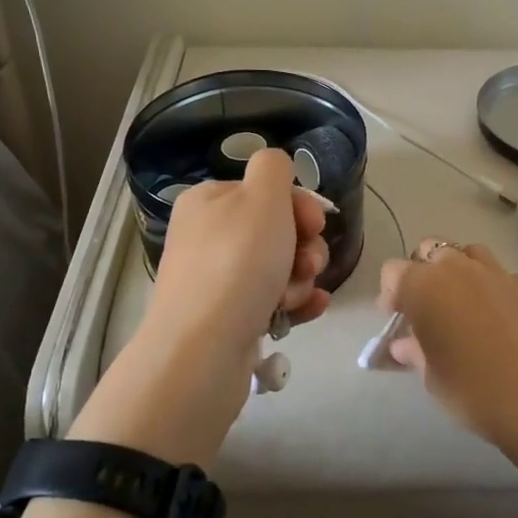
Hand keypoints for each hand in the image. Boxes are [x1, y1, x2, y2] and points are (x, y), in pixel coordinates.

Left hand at [78, 150, 331, 467]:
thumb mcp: (261, 196)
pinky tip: (312, 308)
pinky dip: (296, 303)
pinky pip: (273, 301)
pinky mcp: (228, 319)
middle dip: (304, 246)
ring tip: (294, 295)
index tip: (315, 224)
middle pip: (276, 230)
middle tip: (307, 263)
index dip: (299, 204)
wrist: (203, 350)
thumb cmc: (237, 263)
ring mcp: (216, 281)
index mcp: (208, 202)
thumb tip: (275, 169)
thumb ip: (273, 167)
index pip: (265, 190)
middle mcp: (208, 237)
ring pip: (278, 268)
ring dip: (300, 278)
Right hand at [379, 238, 517, 464]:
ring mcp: (498, 272)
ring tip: (464, 302)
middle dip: (424, 271)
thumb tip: (403, 345)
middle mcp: (459, 268)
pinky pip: (504, 276)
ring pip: (470, 253)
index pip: (394, 271)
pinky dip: (496, 289)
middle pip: (431, 249)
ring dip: (460, 270)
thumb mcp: (431, 376)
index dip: (391, 293)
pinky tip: (502, 317)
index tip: (397, 319)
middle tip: (427, 305)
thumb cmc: (472, 388)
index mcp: (425, 286)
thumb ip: (414, 351)